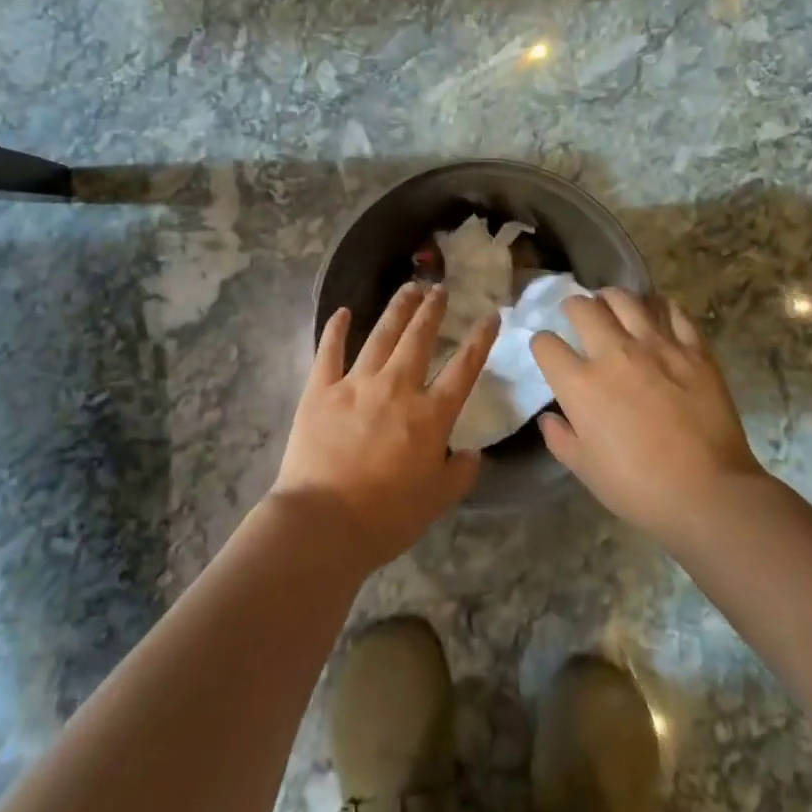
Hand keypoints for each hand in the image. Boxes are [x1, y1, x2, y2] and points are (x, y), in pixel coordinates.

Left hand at [269, 283, 494, 571]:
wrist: (323, 524)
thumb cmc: (385, 518)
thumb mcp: (437, 502)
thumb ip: (459, 474)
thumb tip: (472, 453)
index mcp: (430, 415)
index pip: (464, 368)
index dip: (480, 339)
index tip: (490, 315)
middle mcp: (397, 388)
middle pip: (419, 338)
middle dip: (433, 310)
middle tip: (440, 288)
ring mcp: (357, 383)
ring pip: (381, 335)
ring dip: (397, 309)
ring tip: (409, 288)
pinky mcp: (321, 389)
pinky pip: (329, 351)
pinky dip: (336, 329)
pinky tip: (343, 311)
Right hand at [533, 289, 765, 544]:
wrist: (708, 494)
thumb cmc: (638, 488)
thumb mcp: (585, 470)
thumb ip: (560, 438)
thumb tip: (549, 418)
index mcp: (581, 384)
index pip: (546, 344)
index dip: (542, 344)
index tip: (549, 352)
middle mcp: (614, 353)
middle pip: (583, 308)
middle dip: (573, 307)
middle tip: (578, 316)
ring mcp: (656, 346)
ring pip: (625, 299)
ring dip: (611, 298)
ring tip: (612, 305)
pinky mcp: (693, 349)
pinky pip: (673, 311)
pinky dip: (660, 307)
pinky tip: (656, 313)